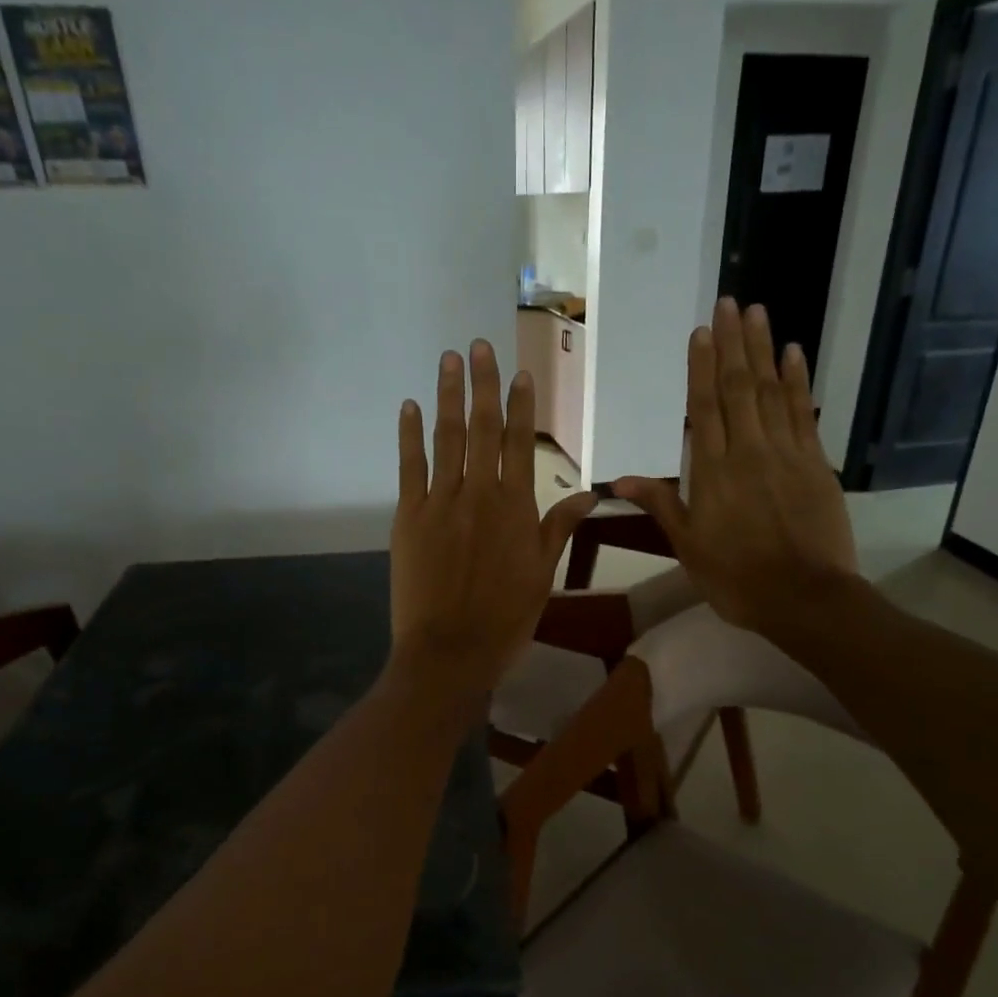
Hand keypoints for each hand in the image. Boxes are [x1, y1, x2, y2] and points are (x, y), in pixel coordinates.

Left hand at [391, 340, 595, 695]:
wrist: (450, 651)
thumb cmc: (504, 619)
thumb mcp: (542, 576)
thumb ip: (557, 529)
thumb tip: (589, 495)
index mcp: (516, 509)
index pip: (520, 444)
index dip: (520, 406)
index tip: (520, 373)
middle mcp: (479, 494)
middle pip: (482, 429)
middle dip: (483, 384)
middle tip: (478, 345)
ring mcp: (440, 503)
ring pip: (446, 439)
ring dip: (448, 396)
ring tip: (449, 360)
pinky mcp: (408, 517)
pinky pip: (409, 467)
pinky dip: (409, 435)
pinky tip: (410, 407)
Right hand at [614, 299, 857, 637]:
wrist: (803, 597)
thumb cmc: (736, 578)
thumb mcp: (689, 547)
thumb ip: (661, 504)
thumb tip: (619, 478)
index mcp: (713, 473)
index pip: (704, 408)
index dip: (701, 368)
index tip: (700, 331)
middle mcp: (748, 451)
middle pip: (738, 388)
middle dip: (732, 344)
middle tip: (729, 302)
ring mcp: (786, 453)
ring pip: (771, 391)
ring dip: (763, 350)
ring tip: (756, 312)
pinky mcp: (816, 462)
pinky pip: (803, 412)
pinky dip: (798, 381)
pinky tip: (794, 353)